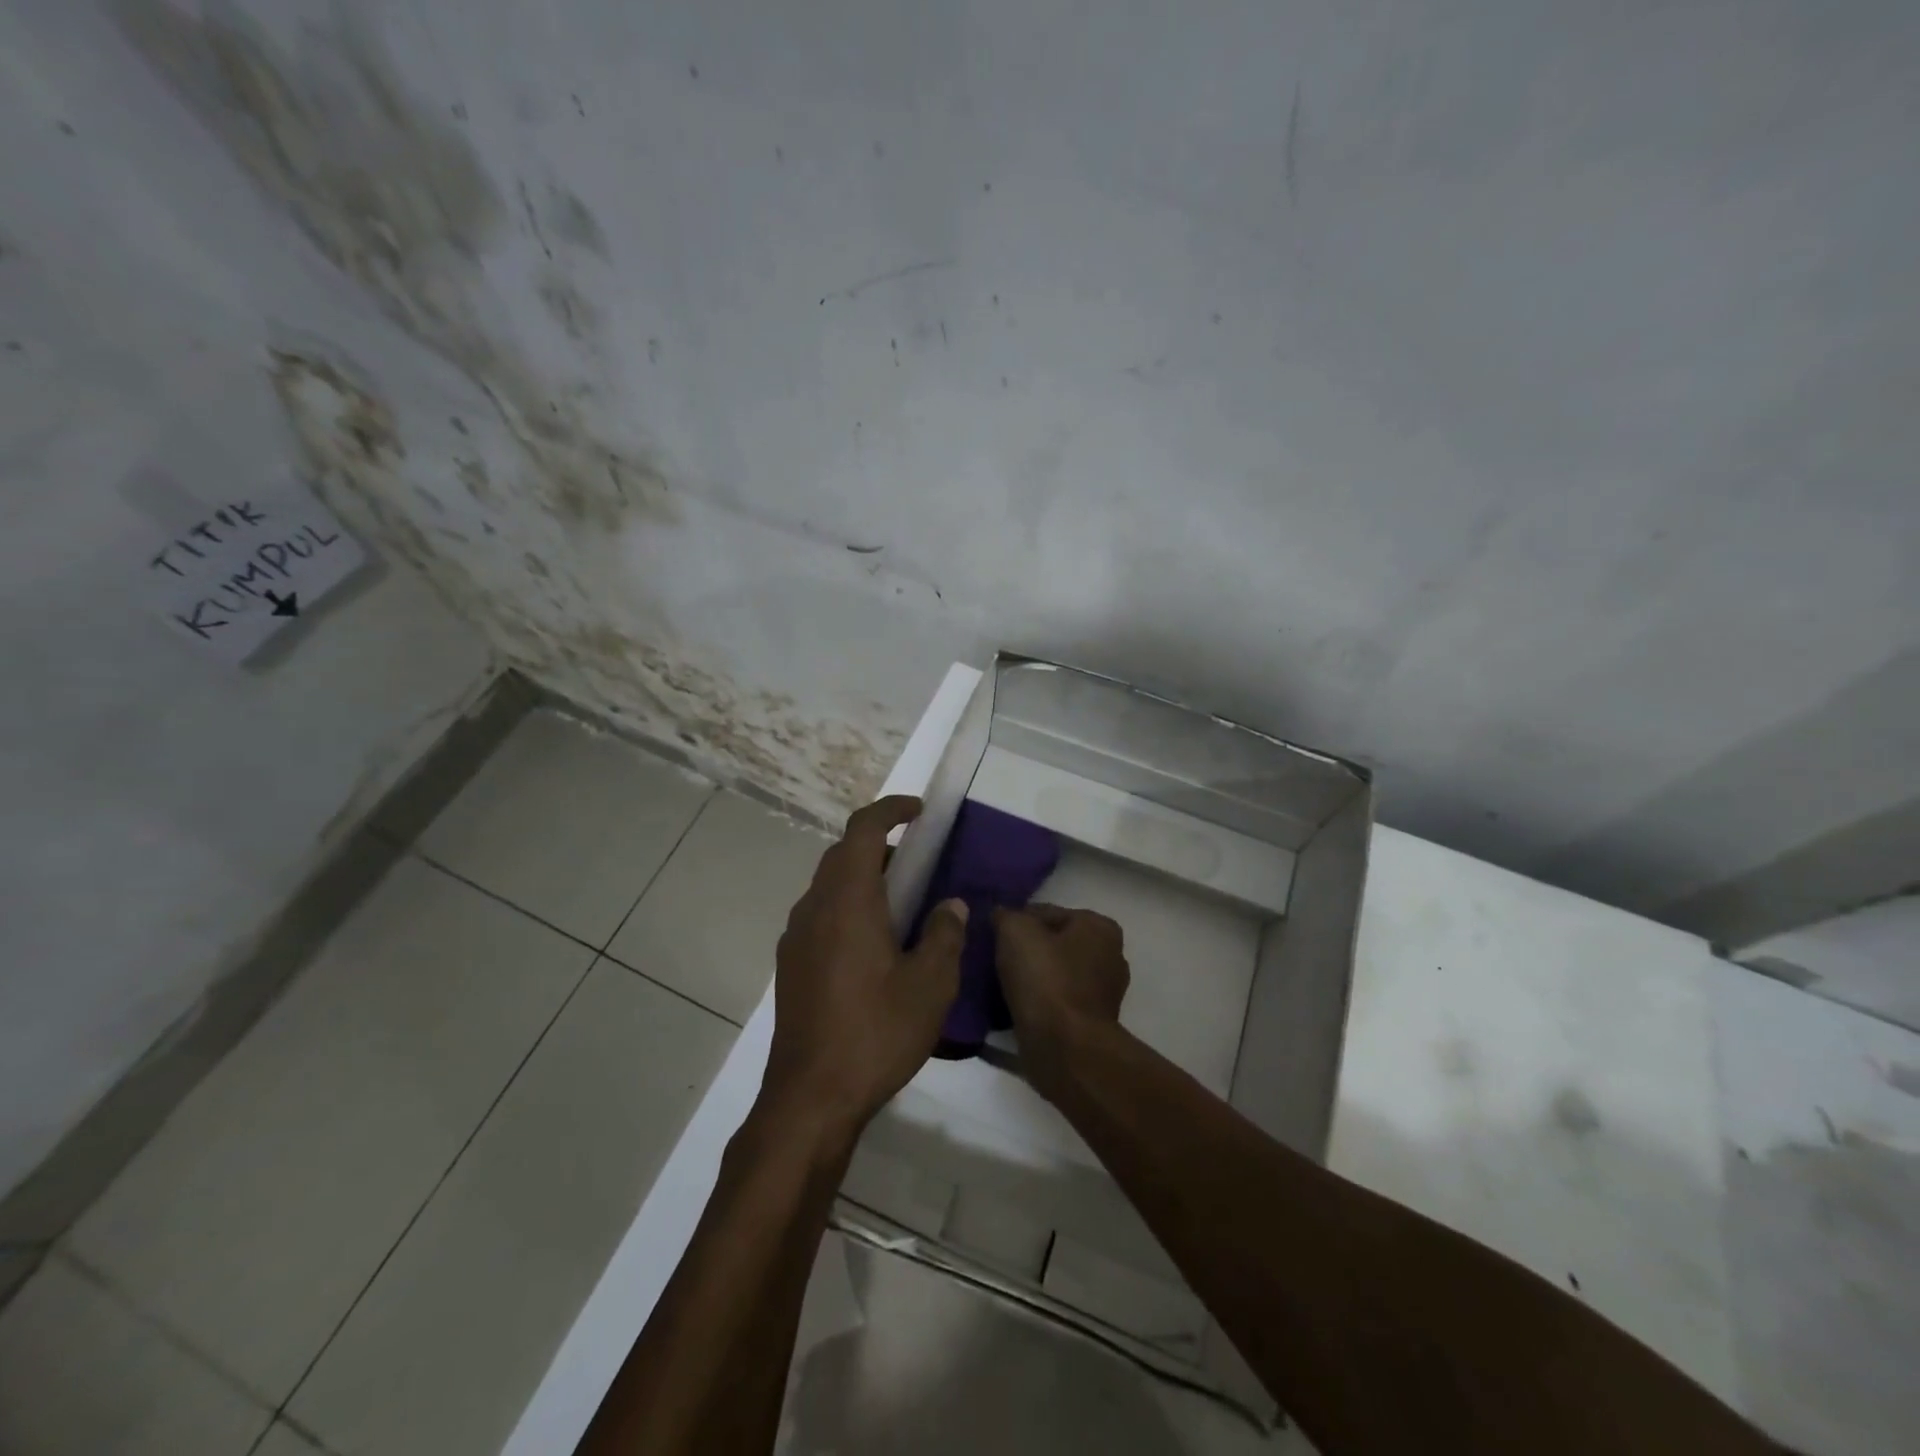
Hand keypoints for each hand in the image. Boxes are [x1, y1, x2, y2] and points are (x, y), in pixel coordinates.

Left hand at [763, 796, 966, 1137]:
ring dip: (863, 878)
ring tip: (902, 906)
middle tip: (919, 864)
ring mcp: (797, 937)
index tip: (919, 812)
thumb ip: (945, 935)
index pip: (863, 829)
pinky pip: (821, 915)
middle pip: (843, 854)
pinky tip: (873, 947)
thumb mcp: (930, 985)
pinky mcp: (791, 965)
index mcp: (848, 900)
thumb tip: (950, 905)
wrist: (809, 1098)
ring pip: (829, 885)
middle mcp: (815, 907)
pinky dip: (848, 907)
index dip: (891, 809)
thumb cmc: (875, 1033)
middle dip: (880, 845)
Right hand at [993, 904, 1129, 1093]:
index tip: (994, 936)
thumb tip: (1001, 915)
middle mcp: (1110, 955)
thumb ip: (1006, 915)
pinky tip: (1016, 1005)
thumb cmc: (1045, 980)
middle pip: (1053, 943)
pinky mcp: (1092, 1022)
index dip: (1016, 921)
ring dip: (1032, 977)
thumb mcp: (1016, 931)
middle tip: (996, 959)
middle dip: (1027, 949)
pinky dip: (1039, 1001)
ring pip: (1055, 972)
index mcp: (1099, 927)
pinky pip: (1057, 1000)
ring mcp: (1104, 992)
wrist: (1064, 1048)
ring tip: (1001, 984)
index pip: (1046, 912)